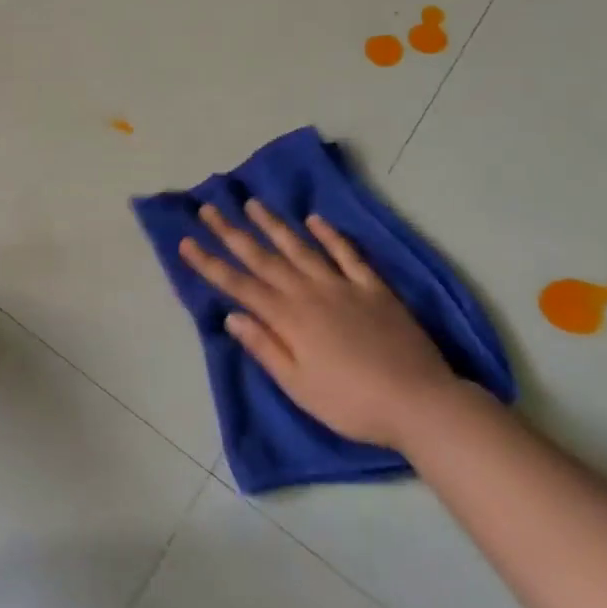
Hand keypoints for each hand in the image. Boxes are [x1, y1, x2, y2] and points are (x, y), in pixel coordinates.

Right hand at [178, 201, 460, 449]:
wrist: (420, 402)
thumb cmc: (352, 404)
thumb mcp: (299, 387)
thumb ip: (265, 348)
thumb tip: (231, 317)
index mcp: (288, 319)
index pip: (239, 285)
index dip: (210, 264)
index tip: (187, 241)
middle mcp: (309, 293)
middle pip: (263, 258)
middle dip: (232, 233)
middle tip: (208, 208)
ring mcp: (342, 286)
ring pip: (300, 248)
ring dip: (274, 225)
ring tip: (252, 203)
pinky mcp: (373, 287)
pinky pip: (347, 254)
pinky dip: (331, 235)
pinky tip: (315, 220)